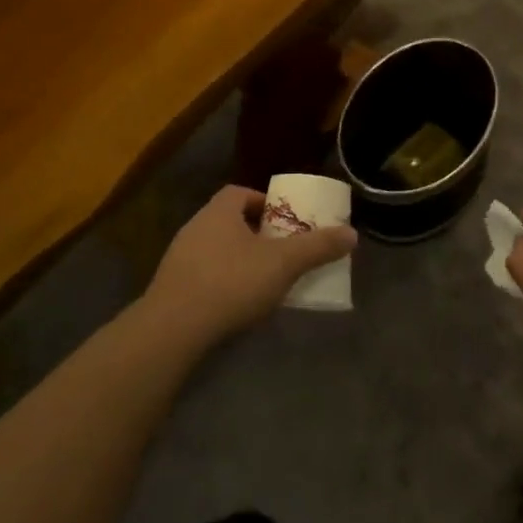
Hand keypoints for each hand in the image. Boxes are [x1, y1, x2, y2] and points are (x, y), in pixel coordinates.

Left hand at [140, 186, 357, 348]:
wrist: (172, 329)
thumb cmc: (231, 283)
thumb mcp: (283, 264)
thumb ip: (317, 247)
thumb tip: (352, 234)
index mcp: (219, 211)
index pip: (240, 192)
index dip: (264, 202)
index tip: (284, 221)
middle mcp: (195, 227)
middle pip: (229, 220)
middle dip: (255, 233)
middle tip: (280, 250)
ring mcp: (178, 258)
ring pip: (215, 249)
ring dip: (238, 258)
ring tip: (262, 279)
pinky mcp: (171, 288)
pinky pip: (202, 274)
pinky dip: (221, 282)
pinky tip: (236, 303)